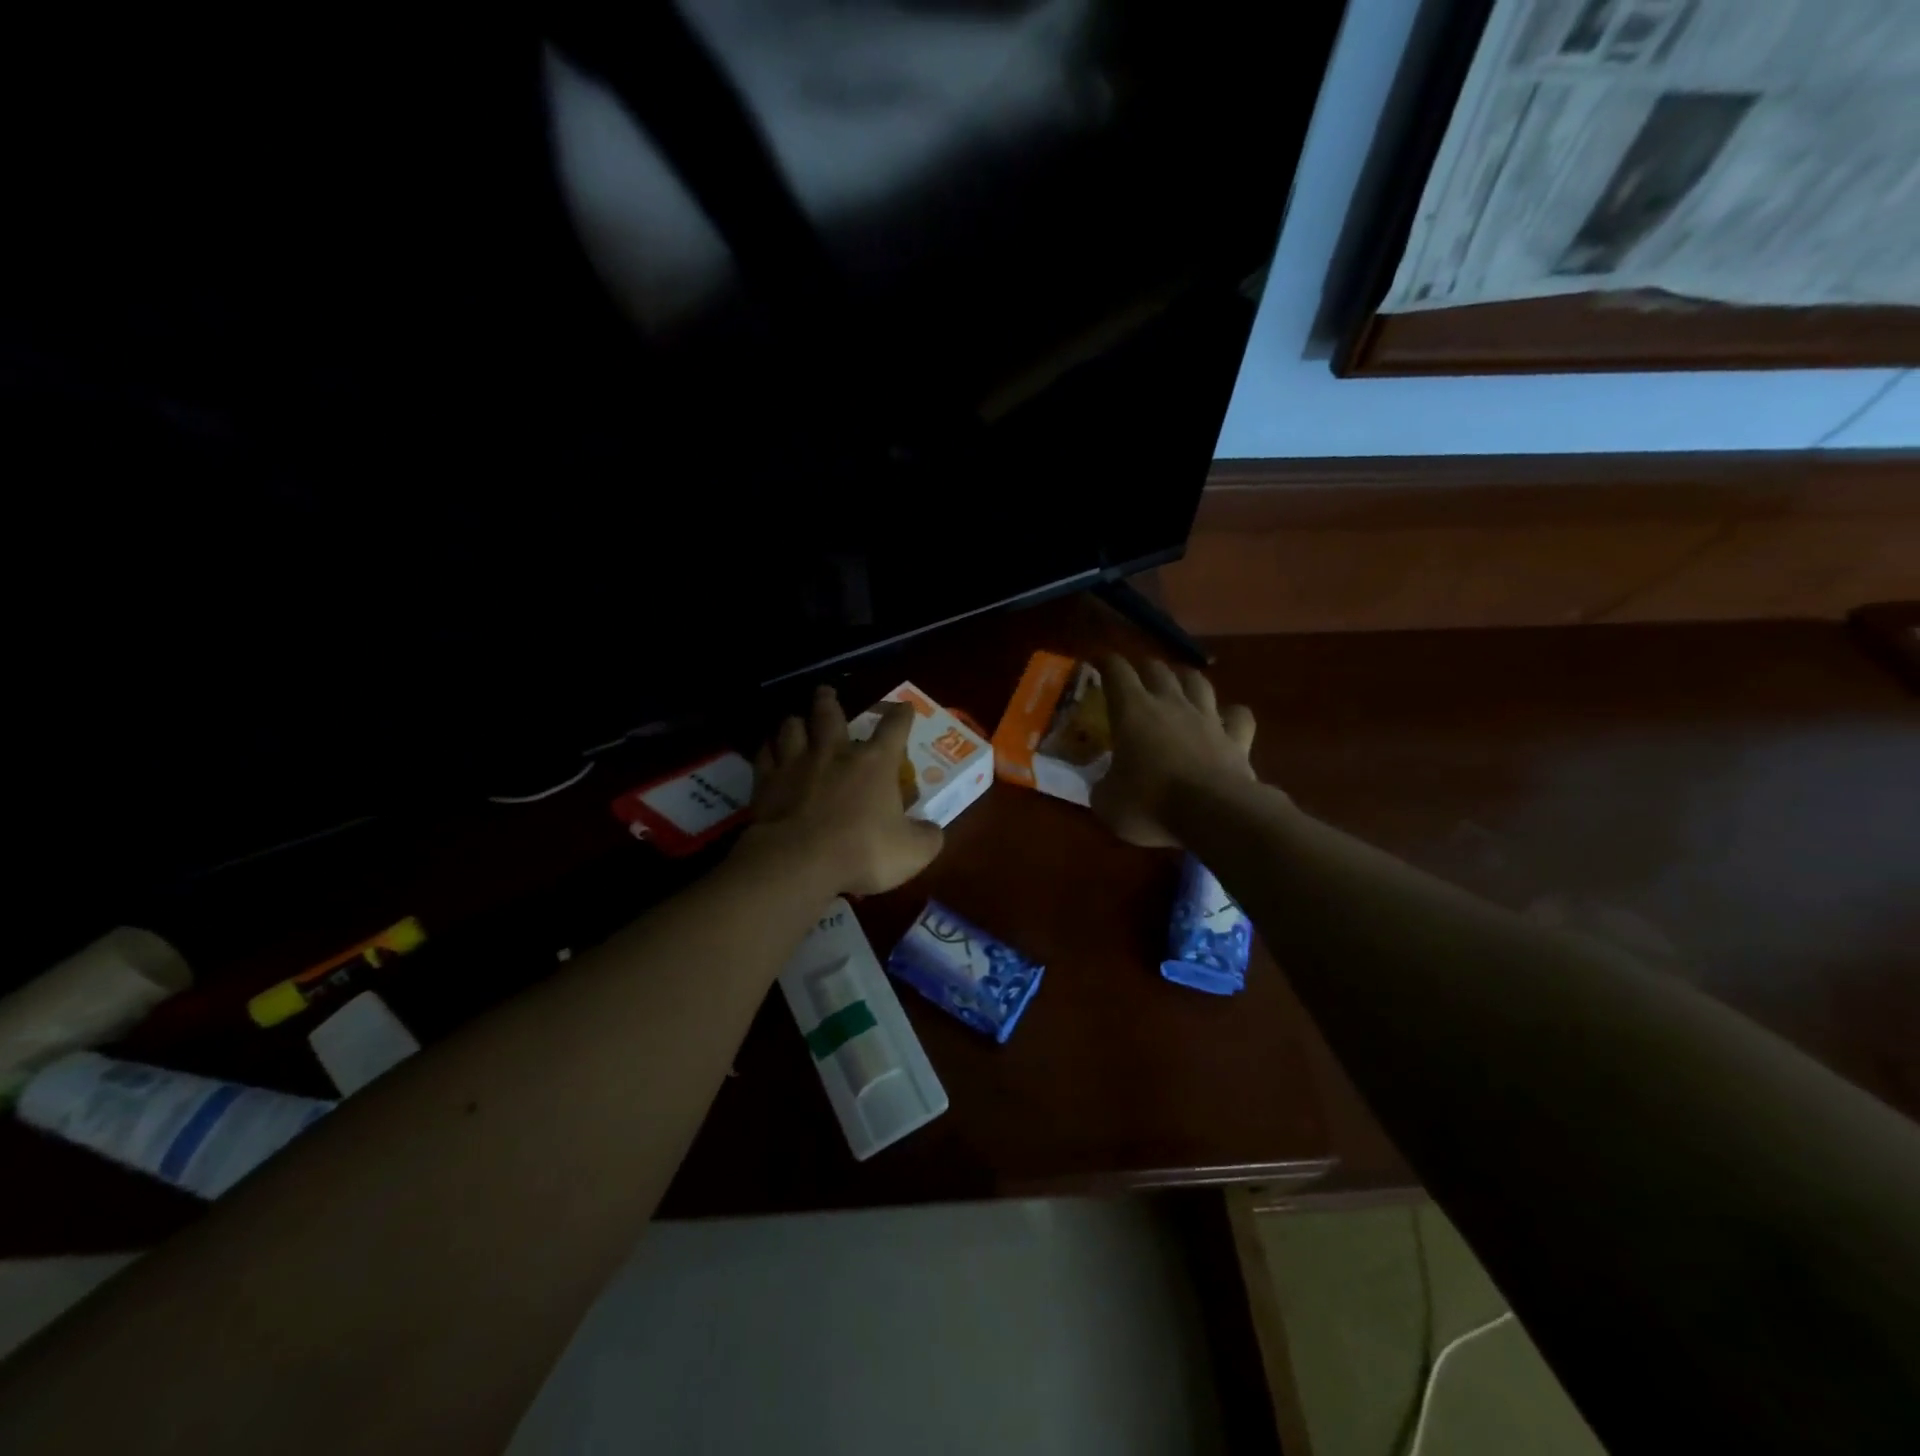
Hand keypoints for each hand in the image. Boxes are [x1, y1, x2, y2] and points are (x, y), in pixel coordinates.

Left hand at [743, 686, 945, 896]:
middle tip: (826, 691)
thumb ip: (927, 837)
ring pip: (792, 727)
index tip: (905, 708)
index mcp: (875, 763)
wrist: (799, 862)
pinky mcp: (767, 782)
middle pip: (830, 714)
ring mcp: (796, 764)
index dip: (902, 715)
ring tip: (796, 721)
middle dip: (829, 700)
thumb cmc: (862, 851)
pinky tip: (768, 751)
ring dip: (795, 722)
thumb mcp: (911, 852)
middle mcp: (835, 753)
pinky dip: (768, 749)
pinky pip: (764, 755)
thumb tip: (932, 831)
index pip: (894, 728)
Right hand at [1091, 656, 1257, 848]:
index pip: (1116, 672)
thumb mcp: (1107, 802)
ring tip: (1179, 684)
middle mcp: (1171, 704)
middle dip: (1144, 668)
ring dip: (1186, 678)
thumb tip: (1106, 786)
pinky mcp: (1236, 739)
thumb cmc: (1149, 804)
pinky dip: (1231, 714)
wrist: (1213, 814)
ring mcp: (1207, 719)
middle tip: (1136, 676)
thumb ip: (1103, 787)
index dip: (1106, 661)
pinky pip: (1237, 715)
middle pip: (1157, 669)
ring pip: (1197, 682)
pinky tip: (1226, 718)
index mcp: (1132, 711)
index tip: (1098, 658)